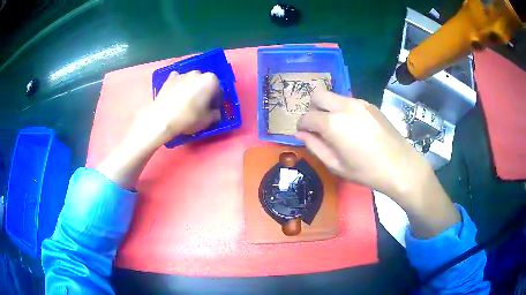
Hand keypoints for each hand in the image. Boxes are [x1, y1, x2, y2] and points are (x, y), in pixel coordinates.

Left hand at [131, 70, 220, 149]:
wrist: (162, 119)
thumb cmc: (189, 118)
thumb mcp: (208, 120)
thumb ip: (216, 114)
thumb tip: (215, 112)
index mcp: (211, 80)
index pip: (218, 91)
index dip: (216, 102)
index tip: (211, 111)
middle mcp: (198, 73)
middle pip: (205, 83)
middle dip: (204, 92)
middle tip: (199, 106)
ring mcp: (182, 74)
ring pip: (191, 81)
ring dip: (192, 88)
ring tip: (186, 102)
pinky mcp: (169, 78)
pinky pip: (178, 80)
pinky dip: (178, 85)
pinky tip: (176, 94)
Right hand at [296, 89, 459, 237]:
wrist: (400, 166)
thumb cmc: (366, 171)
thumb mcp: (335, 165)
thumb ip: (315, 146)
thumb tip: (301, 133)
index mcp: (332, 123)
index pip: (306, 116)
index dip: (301, 126)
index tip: (304, 134)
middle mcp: (344, 106)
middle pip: (317, 94)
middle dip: (313, 108)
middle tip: (318, 126)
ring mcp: (359, 102)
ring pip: (334, 96)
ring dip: (329, 108)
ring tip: (338, 128)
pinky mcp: (370, 104)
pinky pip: (349, 101)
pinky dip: (343, 109)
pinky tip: (354, 126)